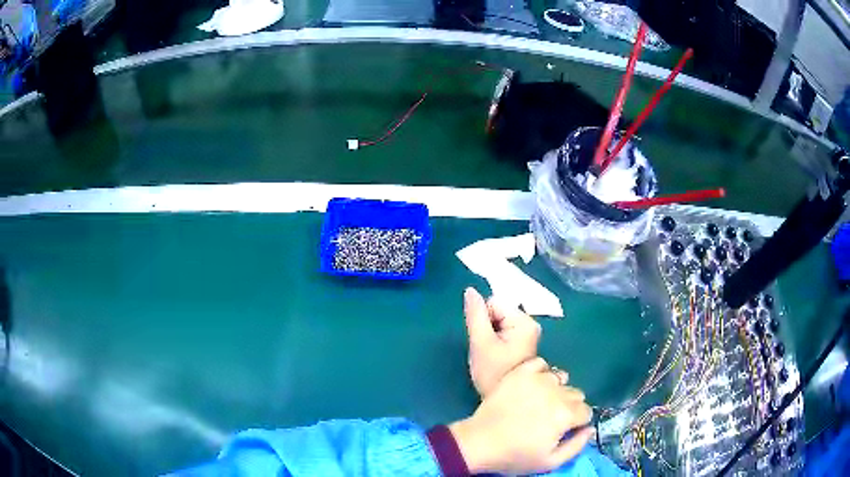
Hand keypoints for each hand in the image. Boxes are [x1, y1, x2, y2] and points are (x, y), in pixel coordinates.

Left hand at [449, 358, 593, 474]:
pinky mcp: (519, 372)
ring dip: (556, 389)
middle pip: (576, 394)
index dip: (578, 422)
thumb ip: (577, 445)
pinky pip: (540, 364)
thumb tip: (590, 428)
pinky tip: (532, 386)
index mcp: (566, 415)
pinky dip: (540, 373)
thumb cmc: (515, 456)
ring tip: (540, 402)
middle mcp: (556, 392)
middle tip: (551, 418)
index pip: (586, 411)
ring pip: (561, 378)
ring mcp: (537, 379)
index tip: (566, 429)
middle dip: (569, 406)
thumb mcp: (550, 462)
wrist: (479, 442)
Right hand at [463, 287, 541, 396]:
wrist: (505, 400)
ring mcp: (529, 334)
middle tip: (487, 350)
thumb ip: (475, 315)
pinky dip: (497, 341)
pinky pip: (505, 331)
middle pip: (499, 311)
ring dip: (491, 335)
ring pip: (500, 321)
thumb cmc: (493, 373)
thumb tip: (470, 291)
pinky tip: (497, 357)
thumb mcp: (480, 343)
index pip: (494, 303)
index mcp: (523, 322)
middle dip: (488, 327)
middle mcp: (530, 324)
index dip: (482, 319)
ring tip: (492, 355)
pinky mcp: (524, 343)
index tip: (484, 341)